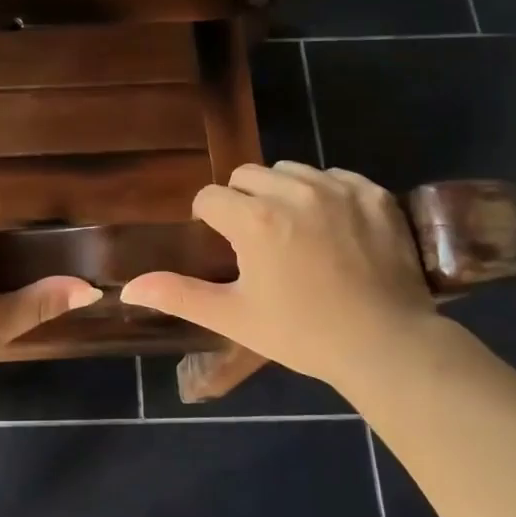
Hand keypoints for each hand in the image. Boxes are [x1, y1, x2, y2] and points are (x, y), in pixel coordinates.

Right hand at [120, 162, 441, 386]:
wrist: (388, 345)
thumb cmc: (303, 333)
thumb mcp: (234, 317)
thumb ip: (178, 295)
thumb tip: (127, 289)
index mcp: (255, 220)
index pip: (210, 197)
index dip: (209, 220)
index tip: (224, 245)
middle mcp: (294, 191)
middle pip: (247, 175)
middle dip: (242, 201)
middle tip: (257, 240)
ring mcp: (338, 188)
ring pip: (290, 171)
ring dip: (282, 193)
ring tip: (295, 232)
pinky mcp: (373, 193)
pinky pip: (333, 176)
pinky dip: (325, 193)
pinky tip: (333, 229)